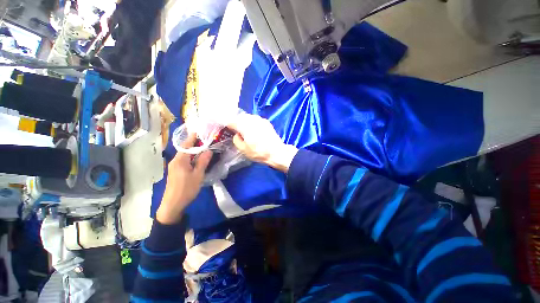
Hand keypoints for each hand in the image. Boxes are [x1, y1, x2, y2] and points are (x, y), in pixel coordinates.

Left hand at [156, 134, 211, 224]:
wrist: (173, 205)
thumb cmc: (186, 189)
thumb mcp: (198, 175)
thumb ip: (203, 161)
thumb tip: (209, 150)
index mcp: (180, 160)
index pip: (187, 145)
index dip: (193, 137)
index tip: (200, 131)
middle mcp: (175, 161)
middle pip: (186, 149)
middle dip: (195, 143)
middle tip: (206, 139)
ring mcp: (174, 166)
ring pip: (185, 155)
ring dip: (194, 151)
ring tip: (205, 147)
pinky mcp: (176, 171)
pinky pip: (184, 160)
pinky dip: (192, 157)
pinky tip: (199, 158)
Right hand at [228, 113, 297, 172]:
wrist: (276, 152)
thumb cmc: (259, 152)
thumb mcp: (243, 149)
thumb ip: (236, 140)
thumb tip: (237, 134)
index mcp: (244, 126)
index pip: (231, 121)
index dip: (228, 125)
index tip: (227, 129)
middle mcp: (252, 119)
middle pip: (240, 117)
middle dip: (237, 122)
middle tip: (236, 130)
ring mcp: (260, 119)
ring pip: (248, 117)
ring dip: (245, 122)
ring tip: (246, 130)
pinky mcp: (266, 122)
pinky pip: (256, 120)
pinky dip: (252, 123)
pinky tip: (255, 130)